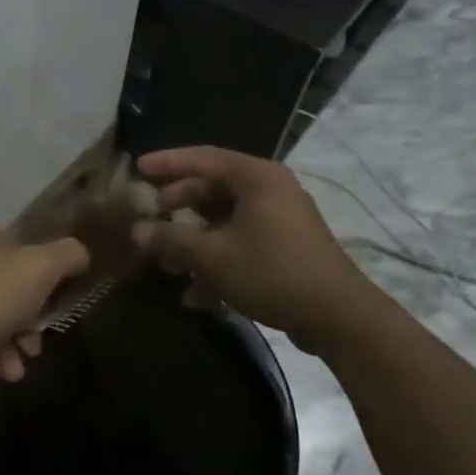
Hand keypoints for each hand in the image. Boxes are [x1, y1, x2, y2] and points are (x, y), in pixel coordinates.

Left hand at [0, 221, 88, 380]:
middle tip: (34, 345)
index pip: (17, 250)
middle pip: (4, 289)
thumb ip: (67, 255)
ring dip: (8, 347)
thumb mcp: (41, 268)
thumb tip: (79, 254)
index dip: (40, 280)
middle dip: (25, 324)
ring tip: (14, 370)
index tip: (51, 308)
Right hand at [129, 147, 379, 353]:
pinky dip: (217, 259)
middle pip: (213, 188)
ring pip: (225, 219)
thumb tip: (137, 229)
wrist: (338, 317)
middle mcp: (270, 190)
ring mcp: (280, 220)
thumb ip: (172, 239)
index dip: (168, 162)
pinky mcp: (285, 248)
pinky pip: (241, 242)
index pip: (203, 158)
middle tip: (151, 213)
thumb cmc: (272, 273)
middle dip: (179, 204)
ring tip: (167, 260)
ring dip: (195, 239)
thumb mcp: (212, 256)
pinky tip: (196, 293)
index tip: (138, 167)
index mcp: (256, 178)